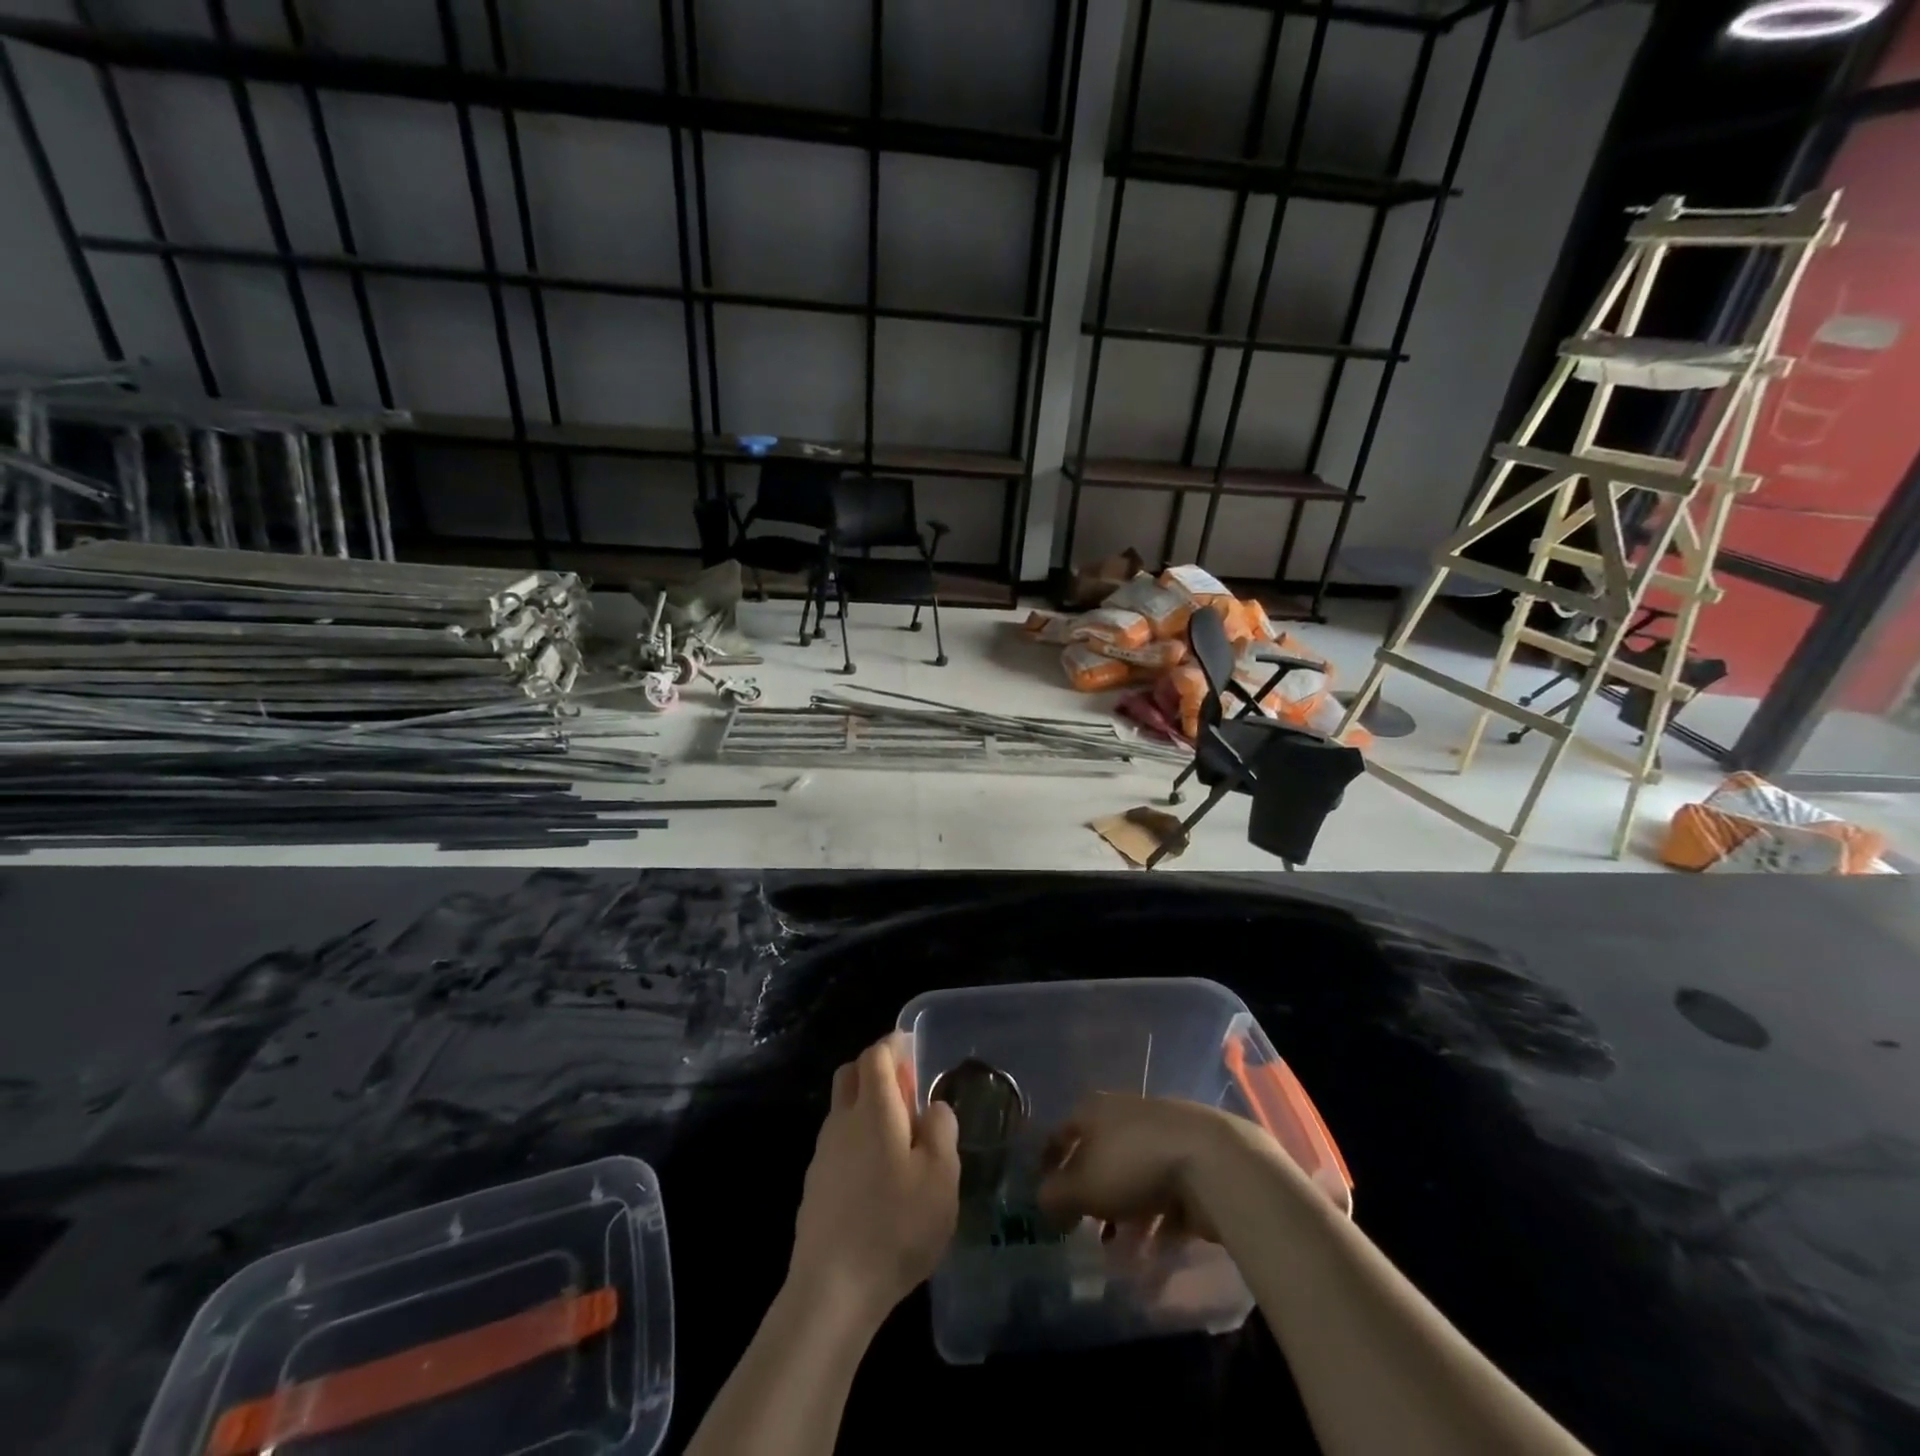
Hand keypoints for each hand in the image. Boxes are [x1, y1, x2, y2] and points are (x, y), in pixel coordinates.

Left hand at [788, 1034, 959, 1329]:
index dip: (893, 1044)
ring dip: (866, 1104)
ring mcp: (823, 1153)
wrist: (832, 1290)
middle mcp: (842, 1121)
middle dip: (876, 1068)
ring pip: (842, 1109)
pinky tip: (878, 1173)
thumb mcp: (941, 1176)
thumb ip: (941, 1130)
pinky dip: (857, 1137)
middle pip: (851, 1074)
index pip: (875, 1055)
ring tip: (899, 1134)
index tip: (911, 1046)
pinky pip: (838, 1142)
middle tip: (907, 1087)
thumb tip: (932, 1107)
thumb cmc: (895, 1225)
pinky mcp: (815, 1185)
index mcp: (872, 1109)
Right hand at [1038, 1093, 1258, 1243]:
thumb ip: (1056, 1196)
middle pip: (1100, 1156)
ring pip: (1132, 1181)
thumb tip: (1040, 1201)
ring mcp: (1161, 1138)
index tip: (1044, 1195)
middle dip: (1091, 1195)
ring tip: (1119, 1255)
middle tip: (1082, 1229)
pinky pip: (1163, 1197)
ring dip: (1123, 1218)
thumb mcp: (1083, 1185)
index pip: (1063, 1132)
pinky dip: (1155, 1225)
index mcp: (1095, 1109)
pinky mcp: (1190, 1164)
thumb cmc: (1133, 1164)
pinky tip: (1151, 1256)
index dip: (1049, 1162)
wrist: (1210, 1161)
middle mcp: (1126, 1116)